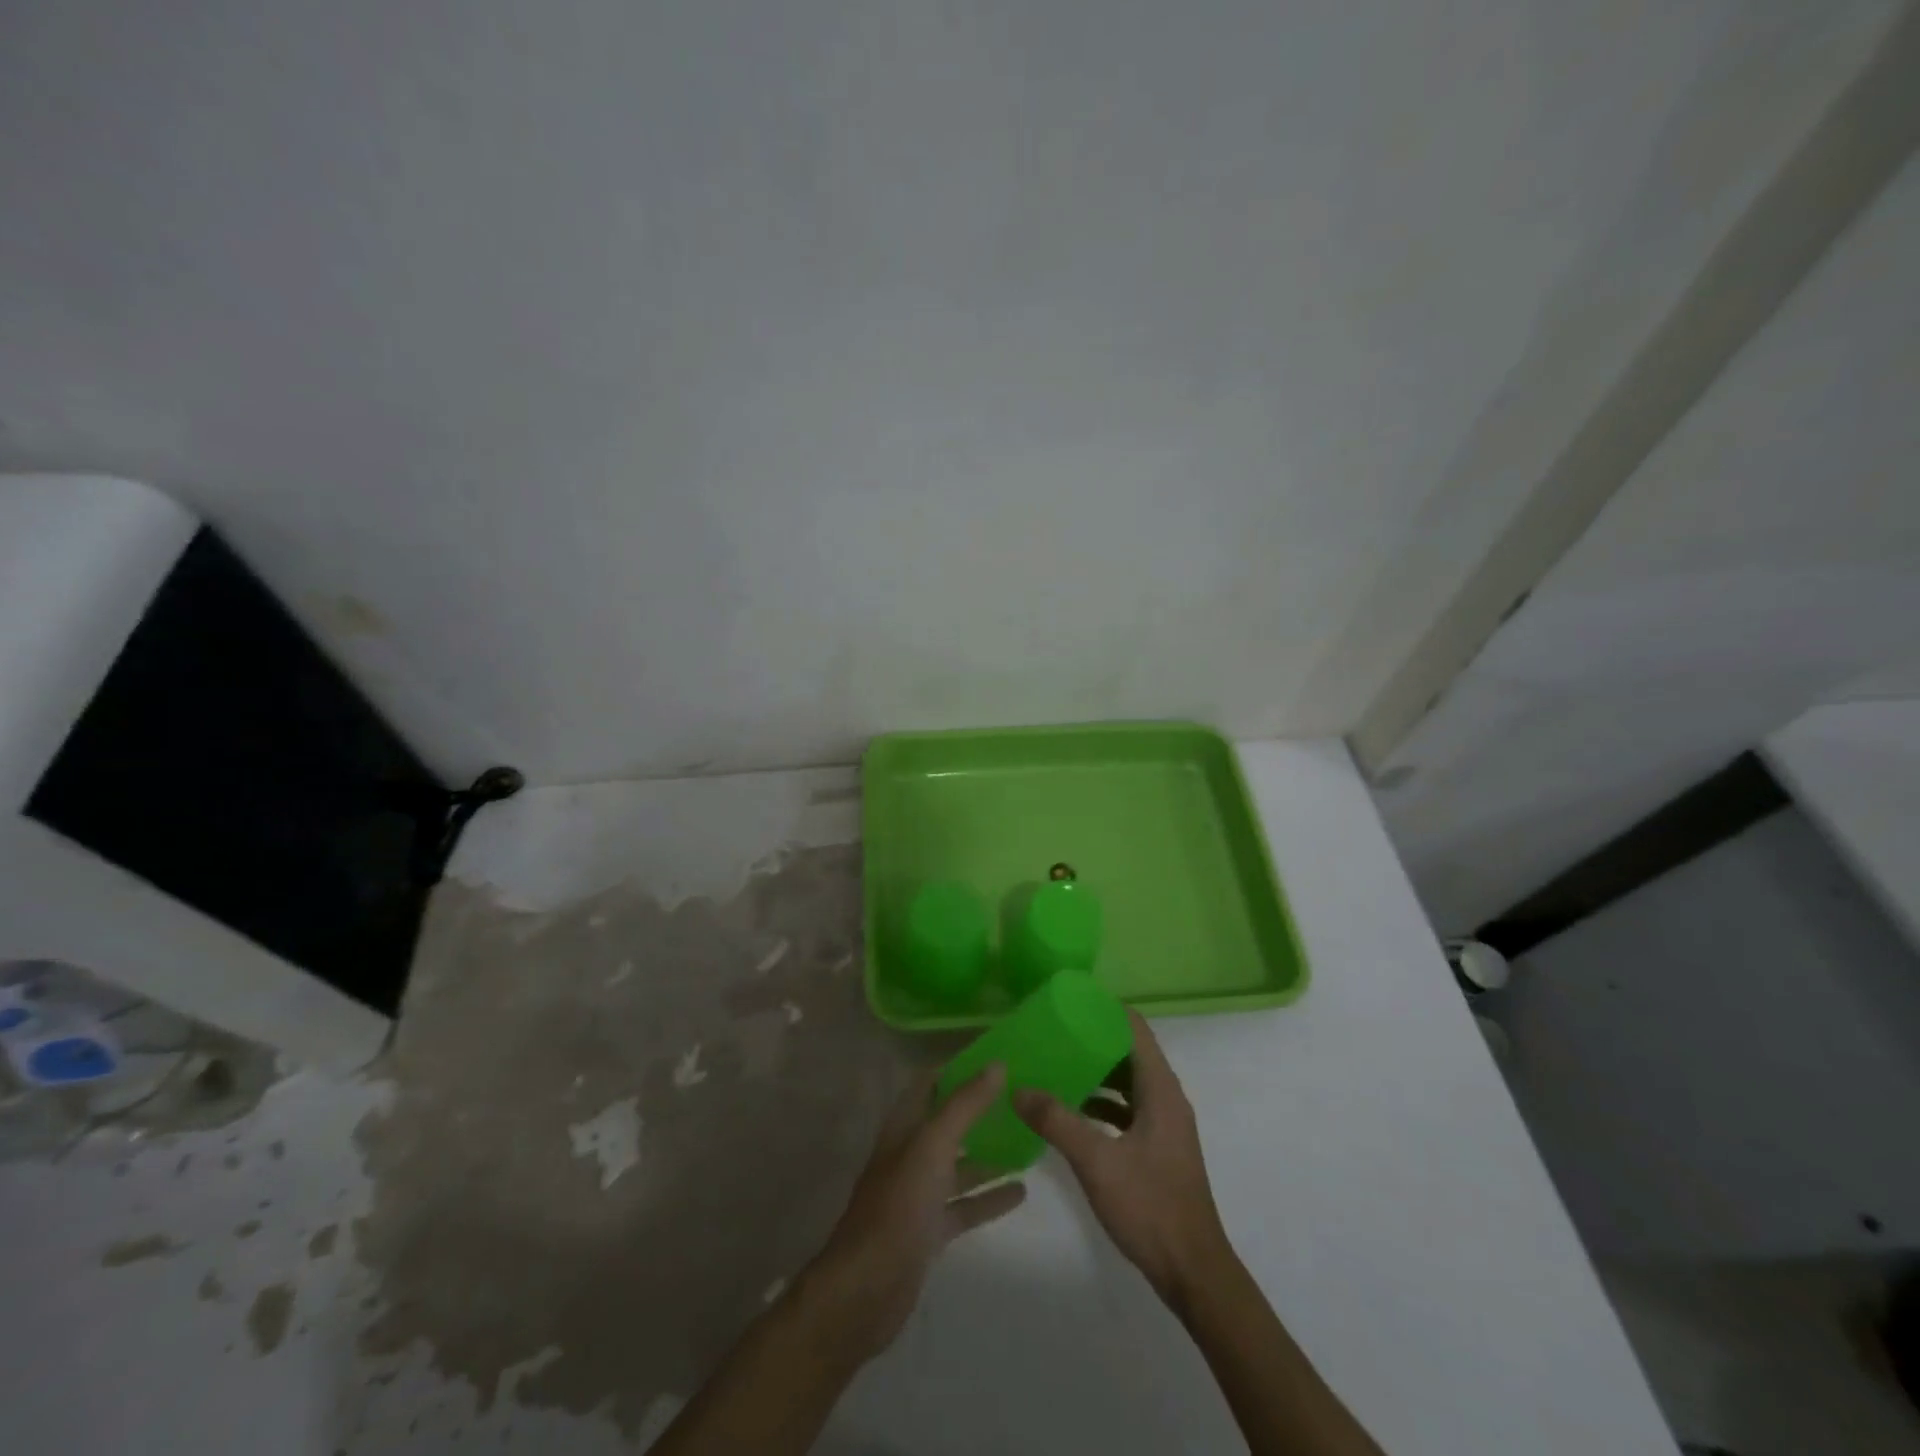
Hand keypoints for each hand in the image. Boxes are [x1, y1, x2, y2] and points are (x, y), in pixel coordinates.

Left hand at [805, 1064, 1026, 1360]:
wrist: (867, 1290)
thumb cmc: (898, 1207)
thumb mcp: (933, 1146)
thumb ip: (965, 1105)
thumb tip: (997, 1064)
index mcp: (904, 1128)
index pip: (930, 1084)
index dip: (958, 1069)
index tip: (995, 1057)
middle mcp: (910, 1154)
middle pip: (947, 1123)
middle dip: (978, 1110)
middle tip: (1020, 1097)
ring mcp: (919, 1194)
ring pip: (958, 1165)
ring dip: (987, 1154)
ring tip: (1029, 1141)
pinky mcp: (930, 1230)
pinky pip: (964, 1206)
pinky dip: (989, 1197)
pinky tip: (1020, 1191)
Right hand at [1015, 1010, 1228, 1301]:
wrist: (1193, 1272)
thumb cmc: (1150, 1206)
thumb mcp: (1097, 1161)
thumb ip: (1057, 1121)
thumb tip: (1019, 1088)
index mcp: (1160, 1089)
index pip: (1134, 1028)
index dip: (1105, 1008)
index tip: (1069, 1000)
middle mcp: (1166, 1098)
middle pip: (1129, 1051)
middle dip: (1093, 1038)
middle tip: (1053, 1030)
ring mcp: (1163, 1124)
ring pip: (1127, 1081)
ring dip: (1096, 1071)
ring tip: (1055, 1064)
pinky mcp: (1157, 1147)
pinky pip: (1127, 1108)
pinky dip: (1101, 1101)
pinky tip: (1070, 1111)